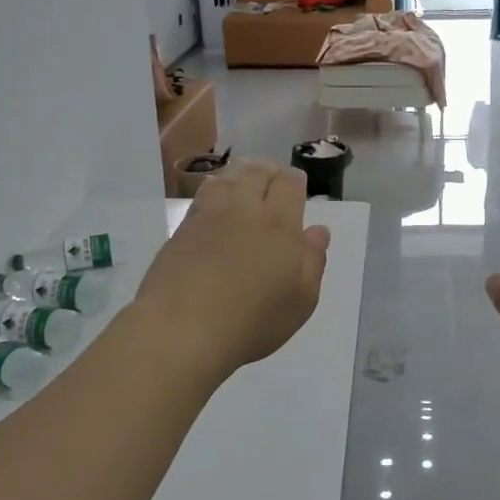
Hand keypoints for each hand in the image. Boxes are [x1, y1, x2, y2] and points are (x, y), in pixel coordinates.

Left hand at [132, 161, 330, 378]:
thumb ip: (313, 261)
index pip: (288, 184)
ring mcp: (208, 216)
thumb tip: (317, 230)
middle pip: (256, 173)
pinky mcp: (182, 229)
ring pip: (227, 178)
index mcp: (278, 224)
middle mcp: (243, 209)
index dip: (294, 180)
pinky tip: (215, 199)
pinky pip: (202, 195)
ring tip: (244, 180)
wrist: (181, 328)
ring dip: (240, 173)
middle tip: (273, 177)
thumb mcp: (300, 300)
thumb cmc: (251, 321)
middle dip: (268, 170)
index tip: (297, 185)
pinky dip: (215, 189)